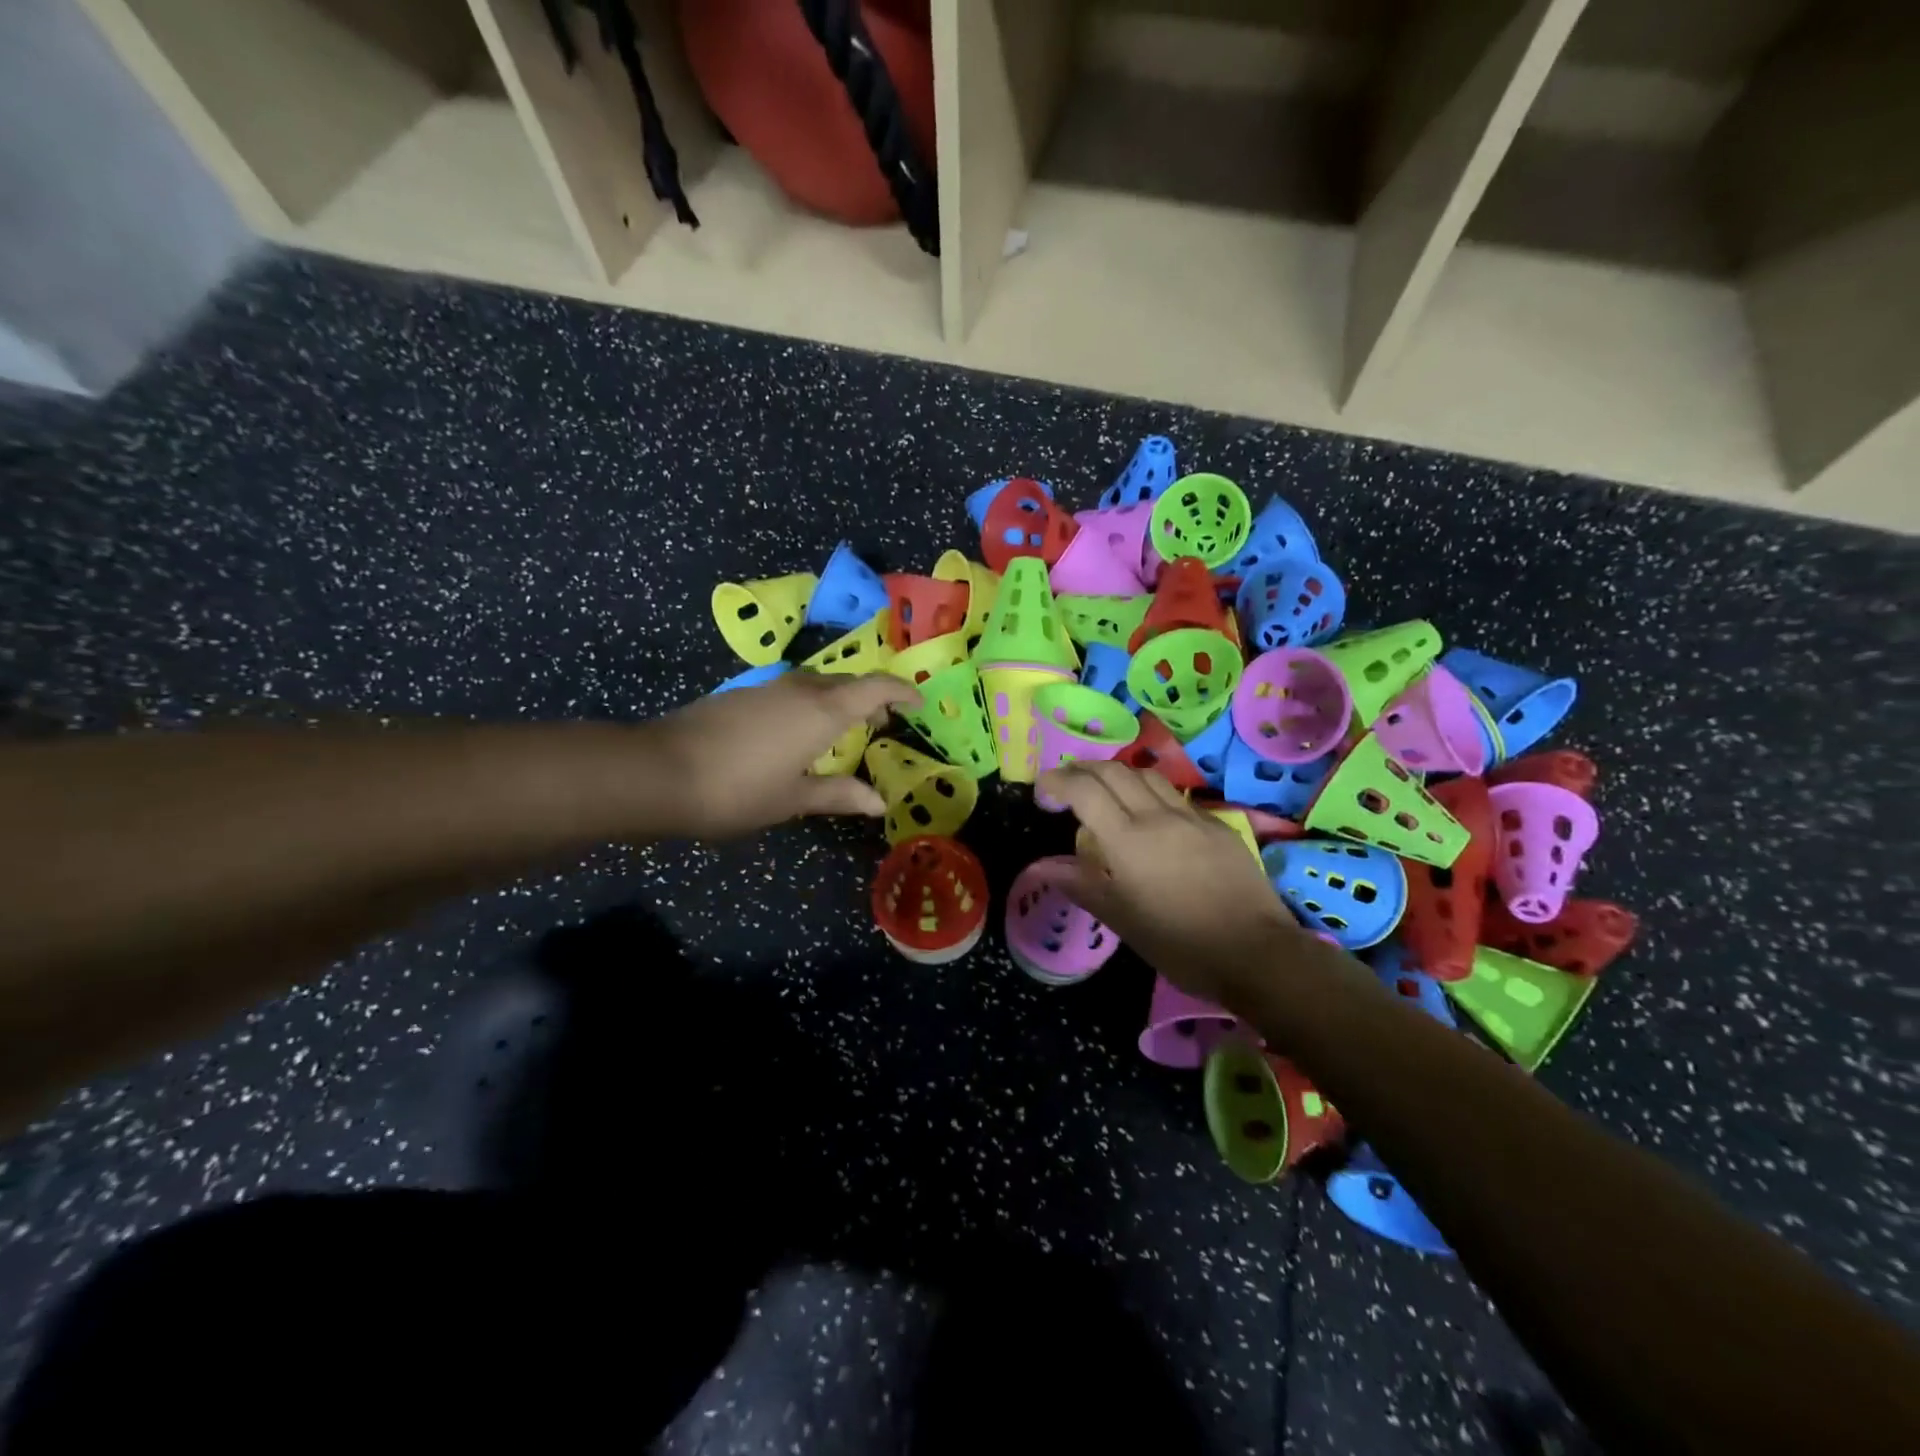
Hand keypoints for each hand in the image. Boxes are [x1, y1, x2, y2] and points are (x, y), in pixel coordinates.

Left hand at [649, 670, 919, 837]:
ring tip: (842, 732)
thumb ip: (839, 795)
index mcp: (823, 711)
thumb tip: (879, 802)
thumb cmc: (737, 790)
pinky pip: (790, 691)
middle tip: (881, 726)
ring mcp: (767, 687)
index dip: (902, 691)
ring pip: (816, 684)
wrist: (657, 772)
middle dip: (870, 699)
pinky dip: (809, 705)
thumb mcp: (793, 799)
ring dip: (837, 701)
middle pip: (847, 682)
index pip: (876, 687)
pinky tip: (797, 734)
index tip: (918, 705)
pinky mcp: (741, 694)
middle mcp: (800, 688)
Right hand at [1037, 760, 1309, 1006]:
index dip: (1058, 781)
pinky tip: (1151, 815)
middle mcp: (1158, 816)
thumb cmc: (1179, 943)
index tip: (1042, 790)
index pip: (1084, 790)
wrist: (1256, 952)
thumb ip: (1080, 883)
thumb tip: (1039, 866)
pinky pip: (1176, 796)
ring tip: (1104, 790)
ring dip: (1118, 774)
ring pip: (1148, 776)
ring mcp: (1192, 817)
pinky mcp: (1218, 826)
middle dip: (1084, 769)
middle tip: (1066, 783)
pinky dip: (1151, 793)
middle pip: (1114, 771)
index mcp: (1128, 839)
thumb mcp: (1121, 919)